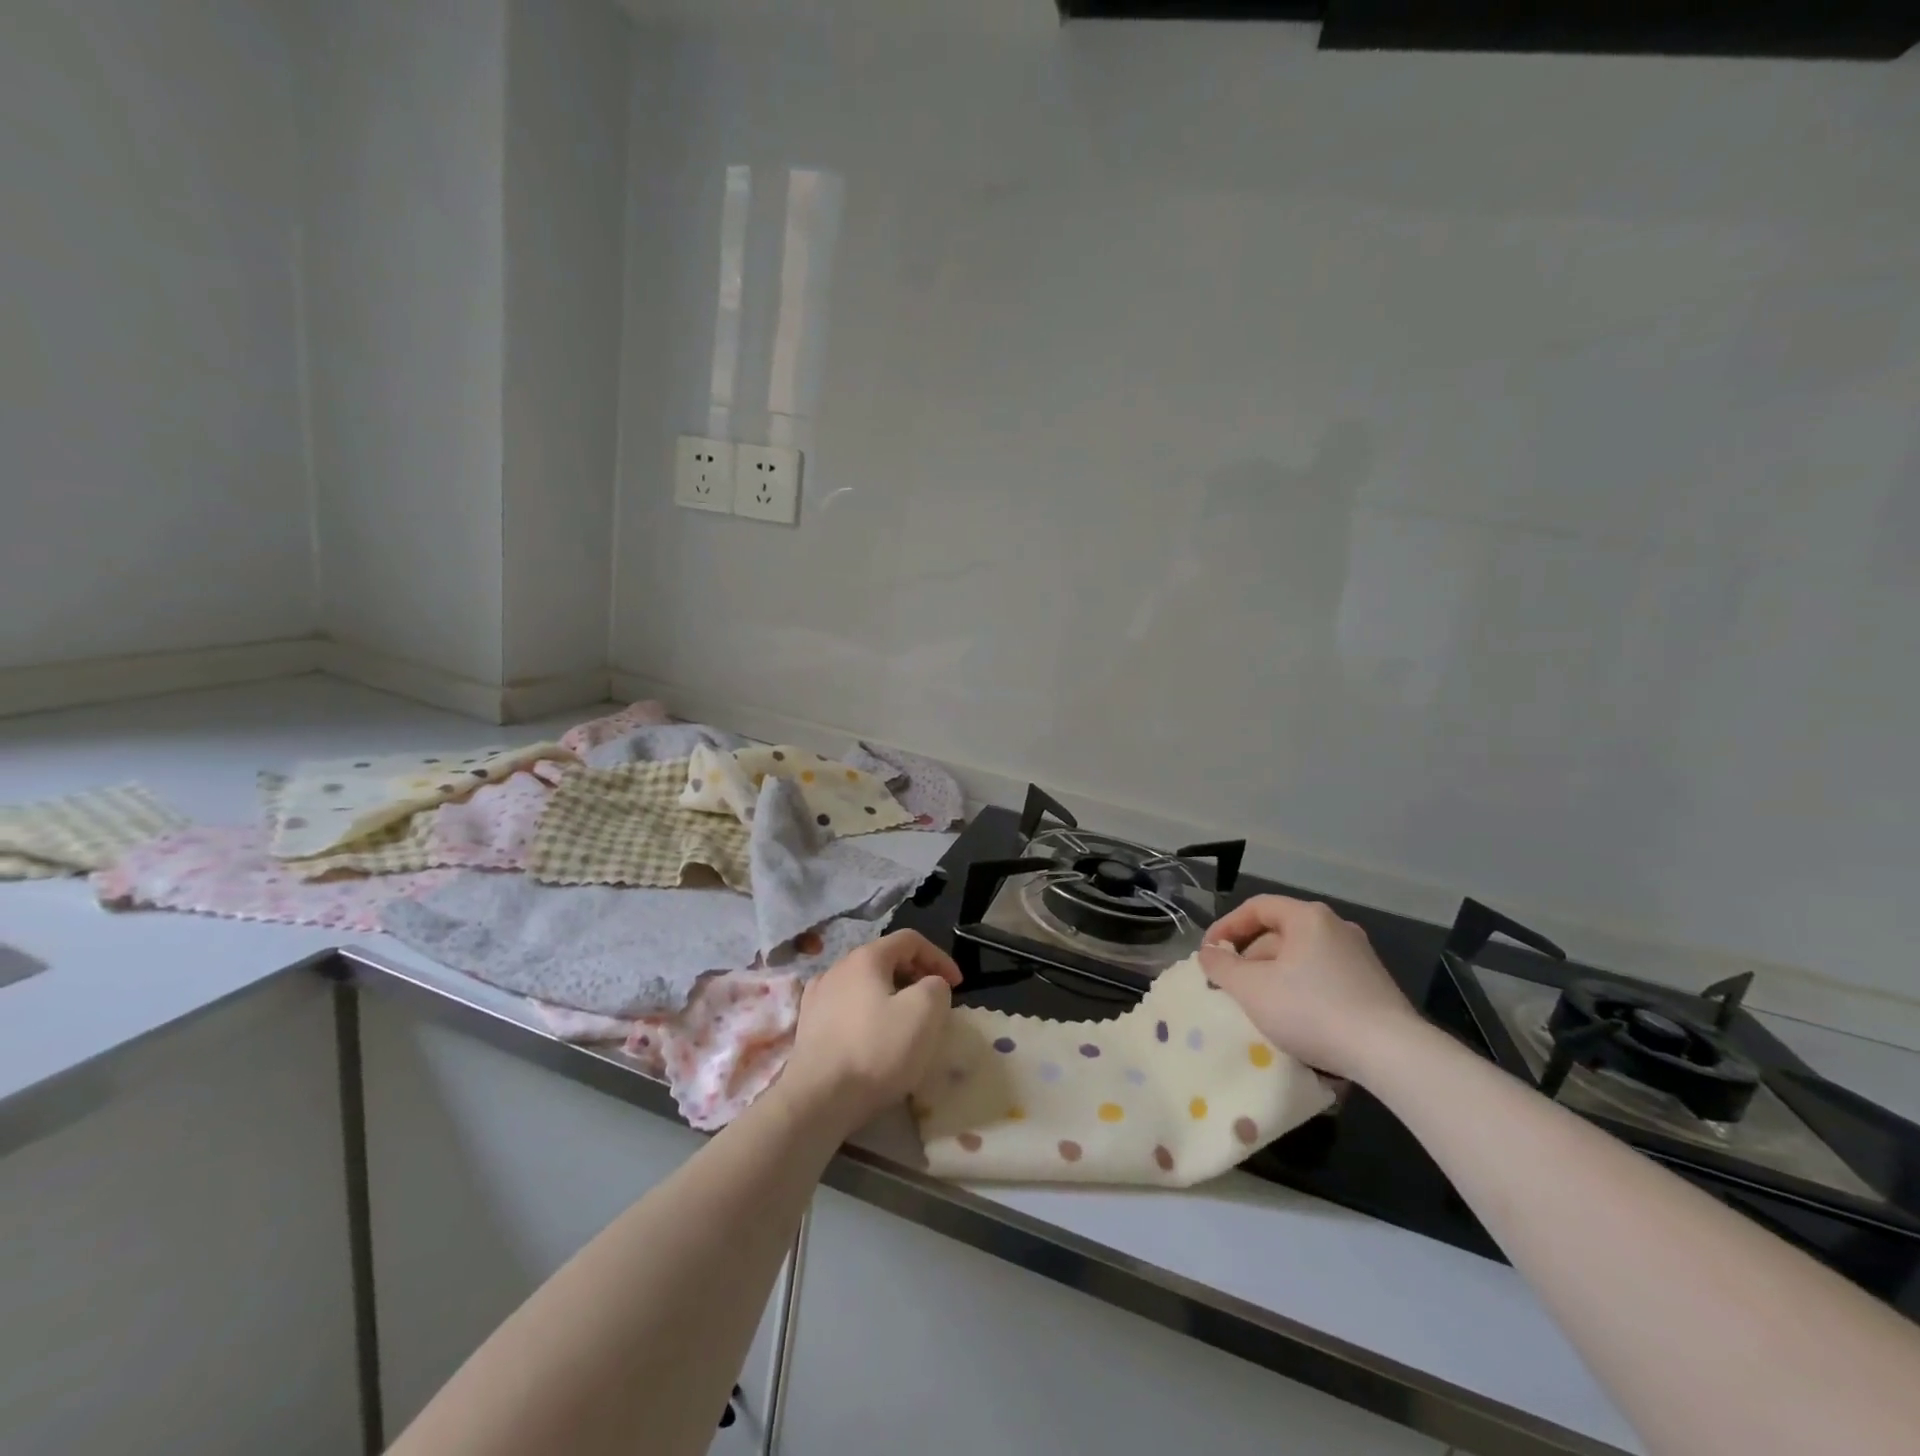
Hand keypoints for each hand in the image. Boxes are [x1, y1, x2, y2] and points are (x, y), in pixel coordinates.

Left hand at [778, 930, 961, 1134]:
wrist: (818, 1098)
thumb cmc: (876, 1050)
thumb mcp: (925, 1012)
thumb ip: (936, 987)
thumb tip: (929, 986)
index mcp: (866, 957)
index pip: (910, 940)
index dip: (939, 957)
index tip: (958, 985)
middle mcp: (837, 967)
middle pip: (885, 960)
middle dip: (915, 976)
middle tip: (934, 1003)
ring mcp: (817, 995)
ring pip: (865, 984)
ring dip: (890, 995)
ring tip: (905, 1022)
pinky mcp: (808, 1025)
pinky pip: (846, 1007)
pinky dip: (867, 1013)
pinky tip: (871, 1037)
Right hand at [1198, 896, 1422, 1081]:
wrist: (1391, 1054)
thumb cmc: (1312, 1010)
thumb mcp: (1252, 989)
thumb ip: (1221, 967)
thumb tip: (1207, 953)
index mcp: (1308, 917)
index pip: (1256, 907)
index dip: (1226, 927)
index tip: (1208, 954)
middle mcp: (1336, 928)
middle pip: (1278, 933)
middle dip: (1249, 958)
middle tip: (1230, 986)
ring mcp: (1360, 957)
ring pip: (1300, 958)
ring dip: (1272, 977)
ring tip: (1258, 1007)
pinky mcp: (1373, 987)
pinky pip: (1323, 978)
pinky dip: (1300, 990)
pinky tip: (1294, 1020)